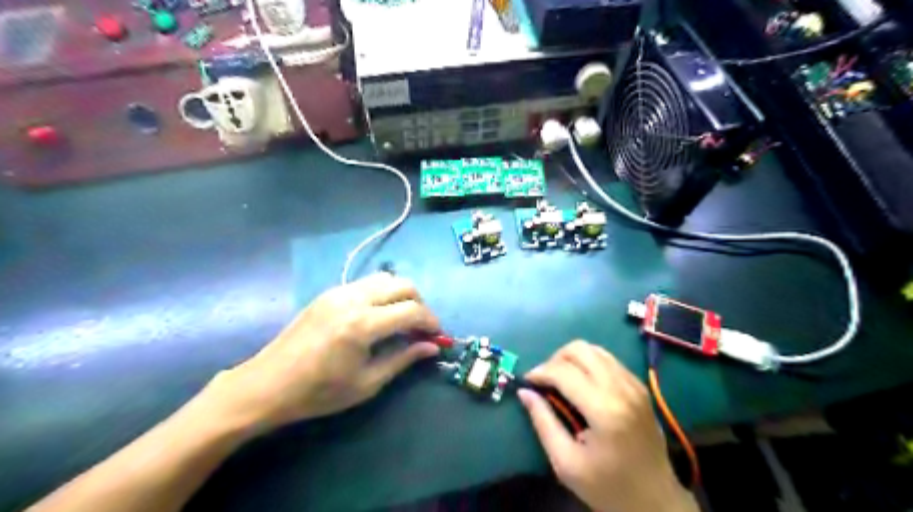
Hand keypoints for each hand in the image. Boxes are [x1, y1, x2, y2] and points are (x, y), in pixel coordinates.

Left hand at [201, 272, 442, 430]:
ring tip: (401, 320)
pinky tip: (377, 316)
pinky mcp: (329, 293)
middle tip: (420, 327)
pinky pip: (366, 283)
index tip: (437, 335)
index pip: (412, 310)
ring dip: (400, 295)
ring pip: (385, 278)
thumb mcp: (366, 383)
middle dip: (420, 303)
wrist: (266, 385)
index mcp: (363, 324)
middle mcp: (353, 299)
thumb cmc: (318, 392)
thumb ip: (403, 359)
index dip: (431, 321)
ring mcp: (339, 292)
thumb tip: (432, 347)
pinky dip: (382, 293)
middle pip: (402, 285)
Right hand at [516, 339, 696, 511]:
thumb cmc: (607, 487)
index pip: (564, 372)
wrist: (656, 500)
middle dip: (555, 359)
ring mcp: (634, 384)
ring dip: (572, 358)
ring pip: (594, 349)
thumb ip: (543, 422)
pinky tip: (582, 383)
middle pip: (579, 349)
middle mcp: (622, 388)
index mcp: (604, 410)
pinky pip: (608, 359)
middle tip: (545, 381)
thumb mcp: (566, 463)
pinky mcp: (639, 386)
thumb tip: (524, 392)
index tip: (527, 382)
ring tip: (561, 380)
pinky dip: (589, 363)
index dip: (540, 372)